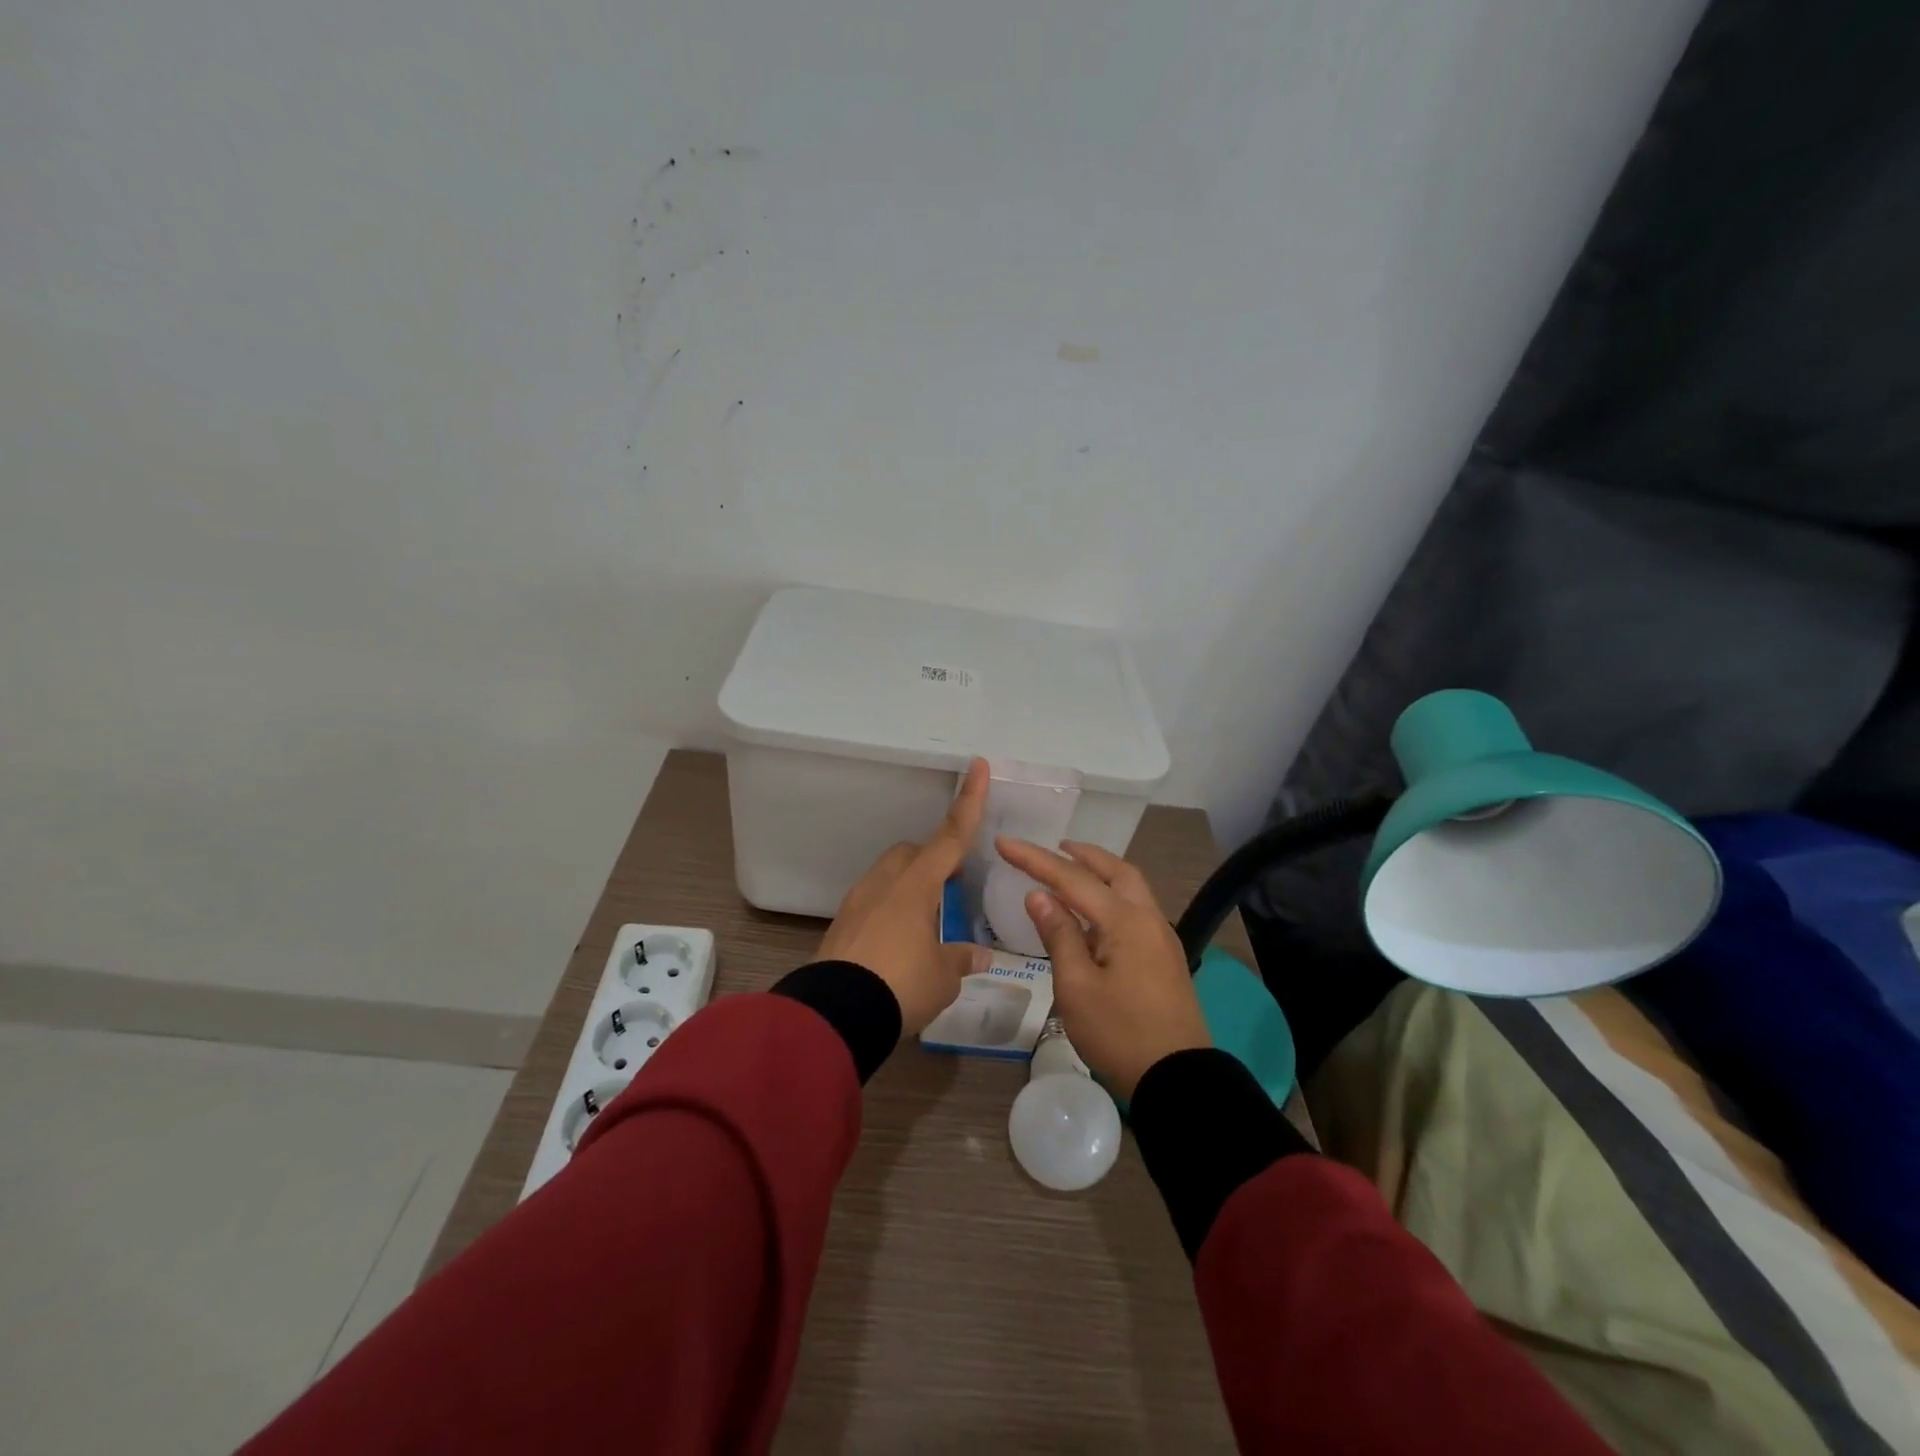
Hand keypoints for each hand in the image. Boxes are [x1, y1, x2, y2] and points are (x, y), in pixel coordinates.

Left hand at [819, 759, 992, 1035]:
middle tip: (951, 884)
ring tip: (926, 923)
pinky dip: (889, 911)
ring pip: (888, 876)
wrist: (834, 1016)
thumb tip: (979, 955)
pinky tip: (898, 944)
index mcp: (915, 887)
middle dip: (932, 858)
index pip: (950, 838)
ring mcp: (856, 904)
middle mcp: (884, 885)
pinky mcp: (839, 927)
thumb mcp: (942, 977)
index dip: (969, 803)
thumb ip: (960, 959)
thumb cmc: (900, 986)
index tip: (977, 766)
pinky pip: (871, 903)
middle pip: (910, 852)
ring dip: (909, 887)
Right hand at [993, 838, 1209, 1098]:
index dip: (1035, 859)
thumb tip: (1039, 896)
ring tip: (1072, 872)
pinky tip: (1093, 915)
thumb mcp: (1077, 987)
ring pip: (1131, 888)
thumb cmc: (1119, 1033)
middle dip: (1082, 855)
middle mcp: (1148, 919)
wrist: (1178, 1080)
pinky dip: (1111, 896)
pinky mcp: (1164, 958)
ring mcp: (1161, 939)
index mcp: (1125, 921)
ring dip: (1101, 873)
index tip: (1004, 842)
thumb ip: (1059, 935)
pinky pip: (1136, 910)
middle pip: (1116, 870)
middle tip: (1053, 847)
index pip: (1072, 879)